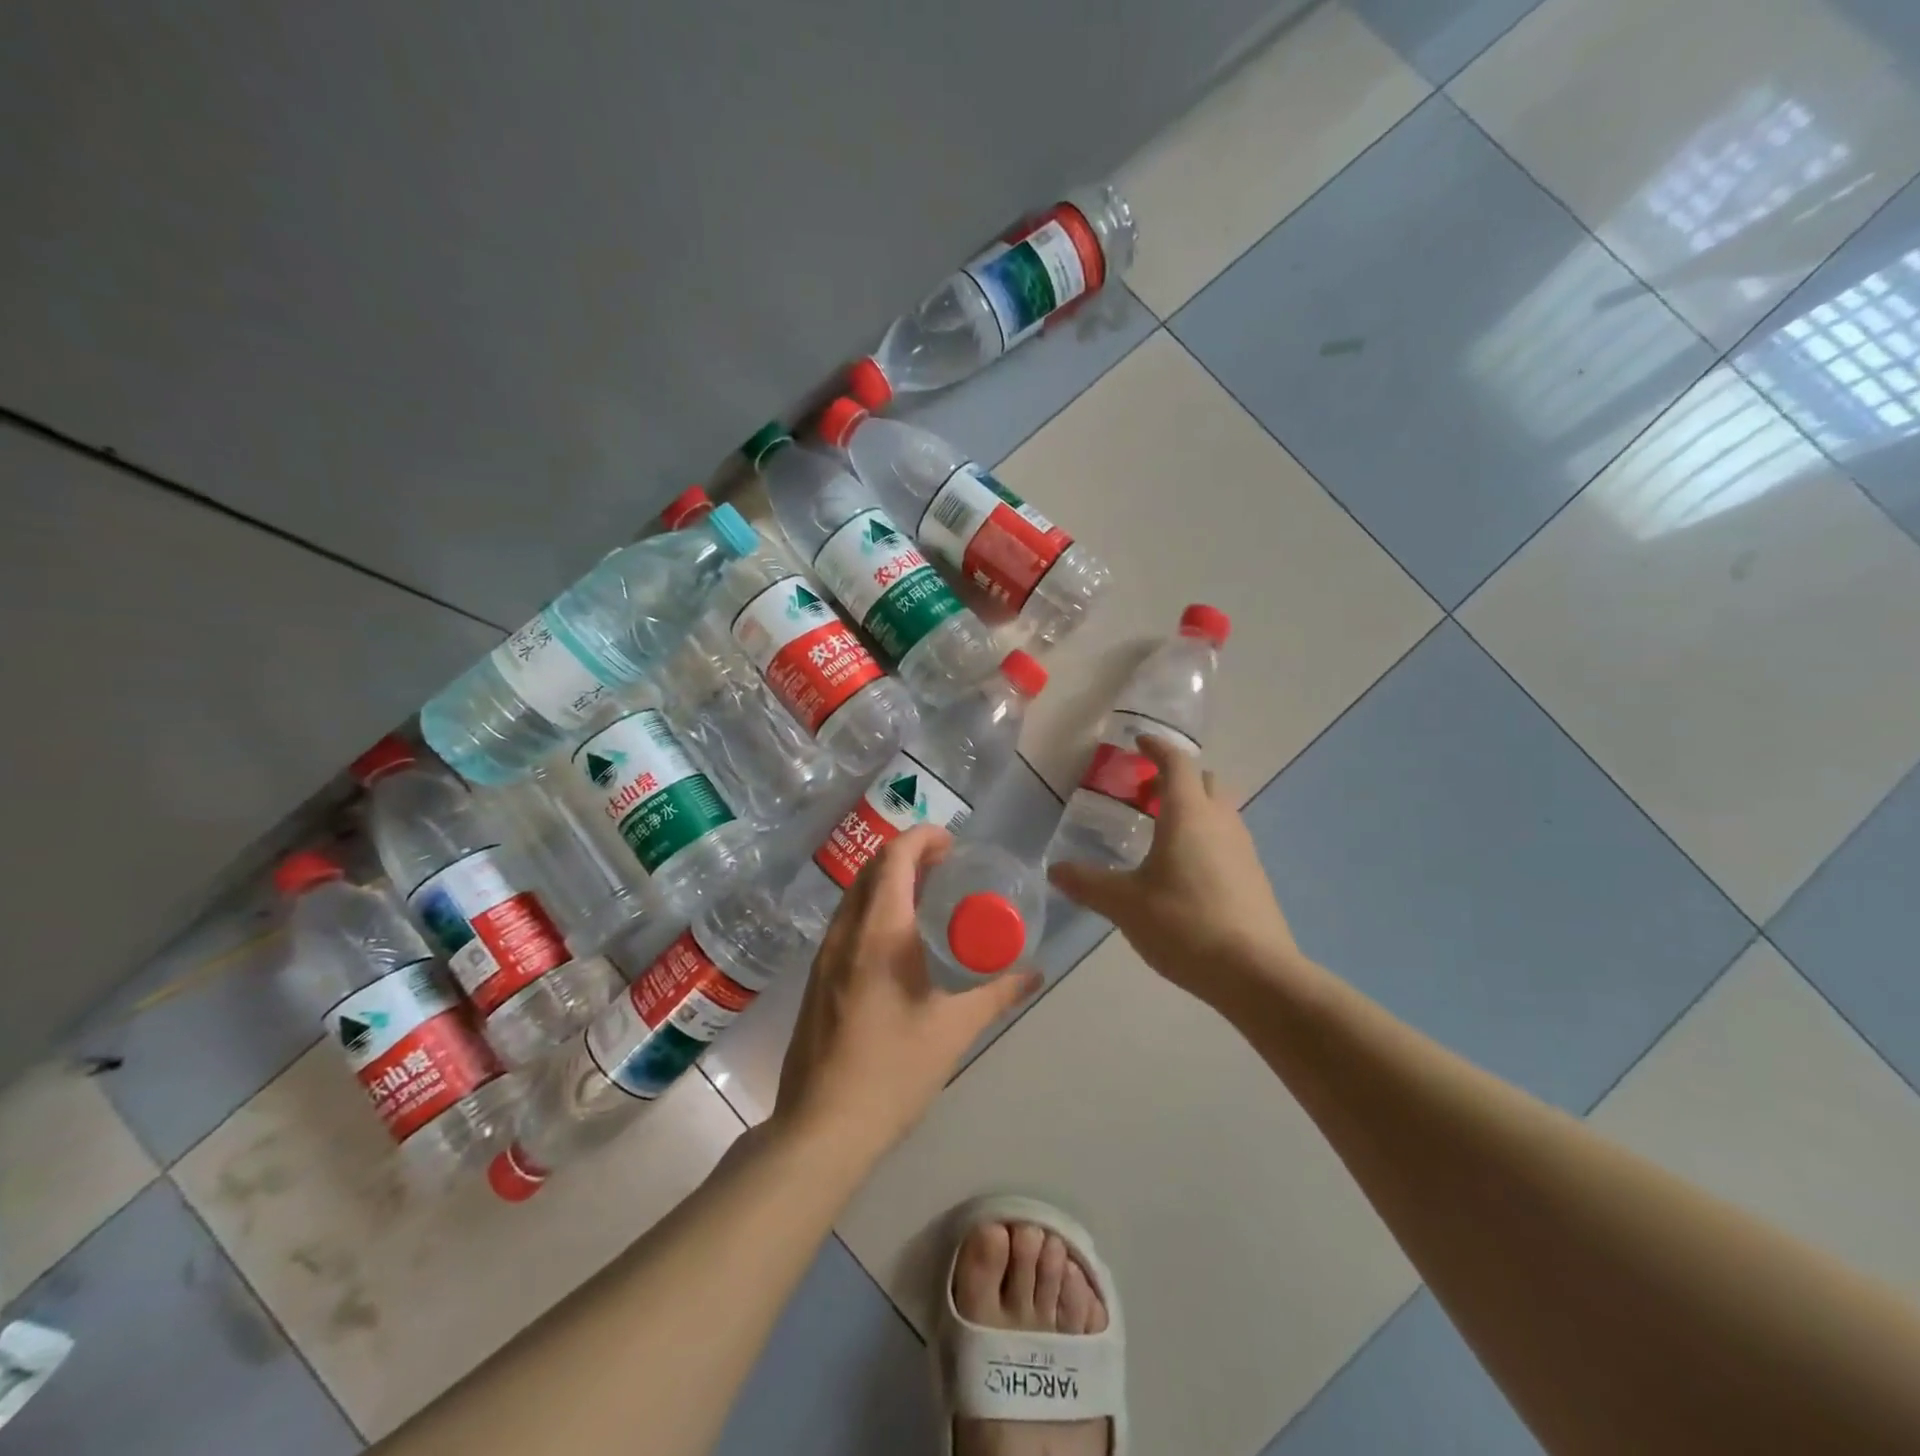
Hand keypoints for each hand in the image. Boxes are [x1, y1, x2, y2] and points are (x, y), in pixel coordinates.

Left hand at [773, 825, 1039, 1158]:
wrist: (822, 1127)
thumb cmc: (893, 1072)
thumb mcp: (954, 1030)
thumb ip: (997, 994)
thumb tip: (1035, 973)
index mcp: (880, 933)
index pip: (894, 858)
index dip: (922, 838)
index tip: (952, 844)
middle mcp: (846, 932)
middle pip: (871, 868)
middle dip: (907, 854)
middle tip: (945, 866)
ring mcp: (825, 954)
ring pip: (854, 893)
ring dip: (887, 880)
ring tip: (926, 896)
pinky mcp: (816, 977)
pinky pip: (846, 920)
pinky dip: (873, 907)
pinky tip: (897, 939)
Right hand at [1048, 736, 1300, 1003]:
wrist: (1255, 973)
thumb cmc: (1184, 924)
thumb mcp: (1124, 904)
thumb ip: (1088, 883)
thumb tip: (1055, 870)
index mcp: (1188, 814)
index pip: (1176, 762)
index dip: (1156, 747)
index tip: (1138, 742)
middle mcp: (1221, 821)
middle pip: (1204, 781)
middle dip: (1177, 778)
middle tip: (1146, 793)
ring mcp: (1243, 848)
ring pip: (1220, 810)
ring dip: (1193, 808)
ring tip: (1162, 831)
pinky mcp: (1254, 876)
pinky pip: (1227, 839)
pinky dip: (1206, 837)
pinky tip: (1185, 870)